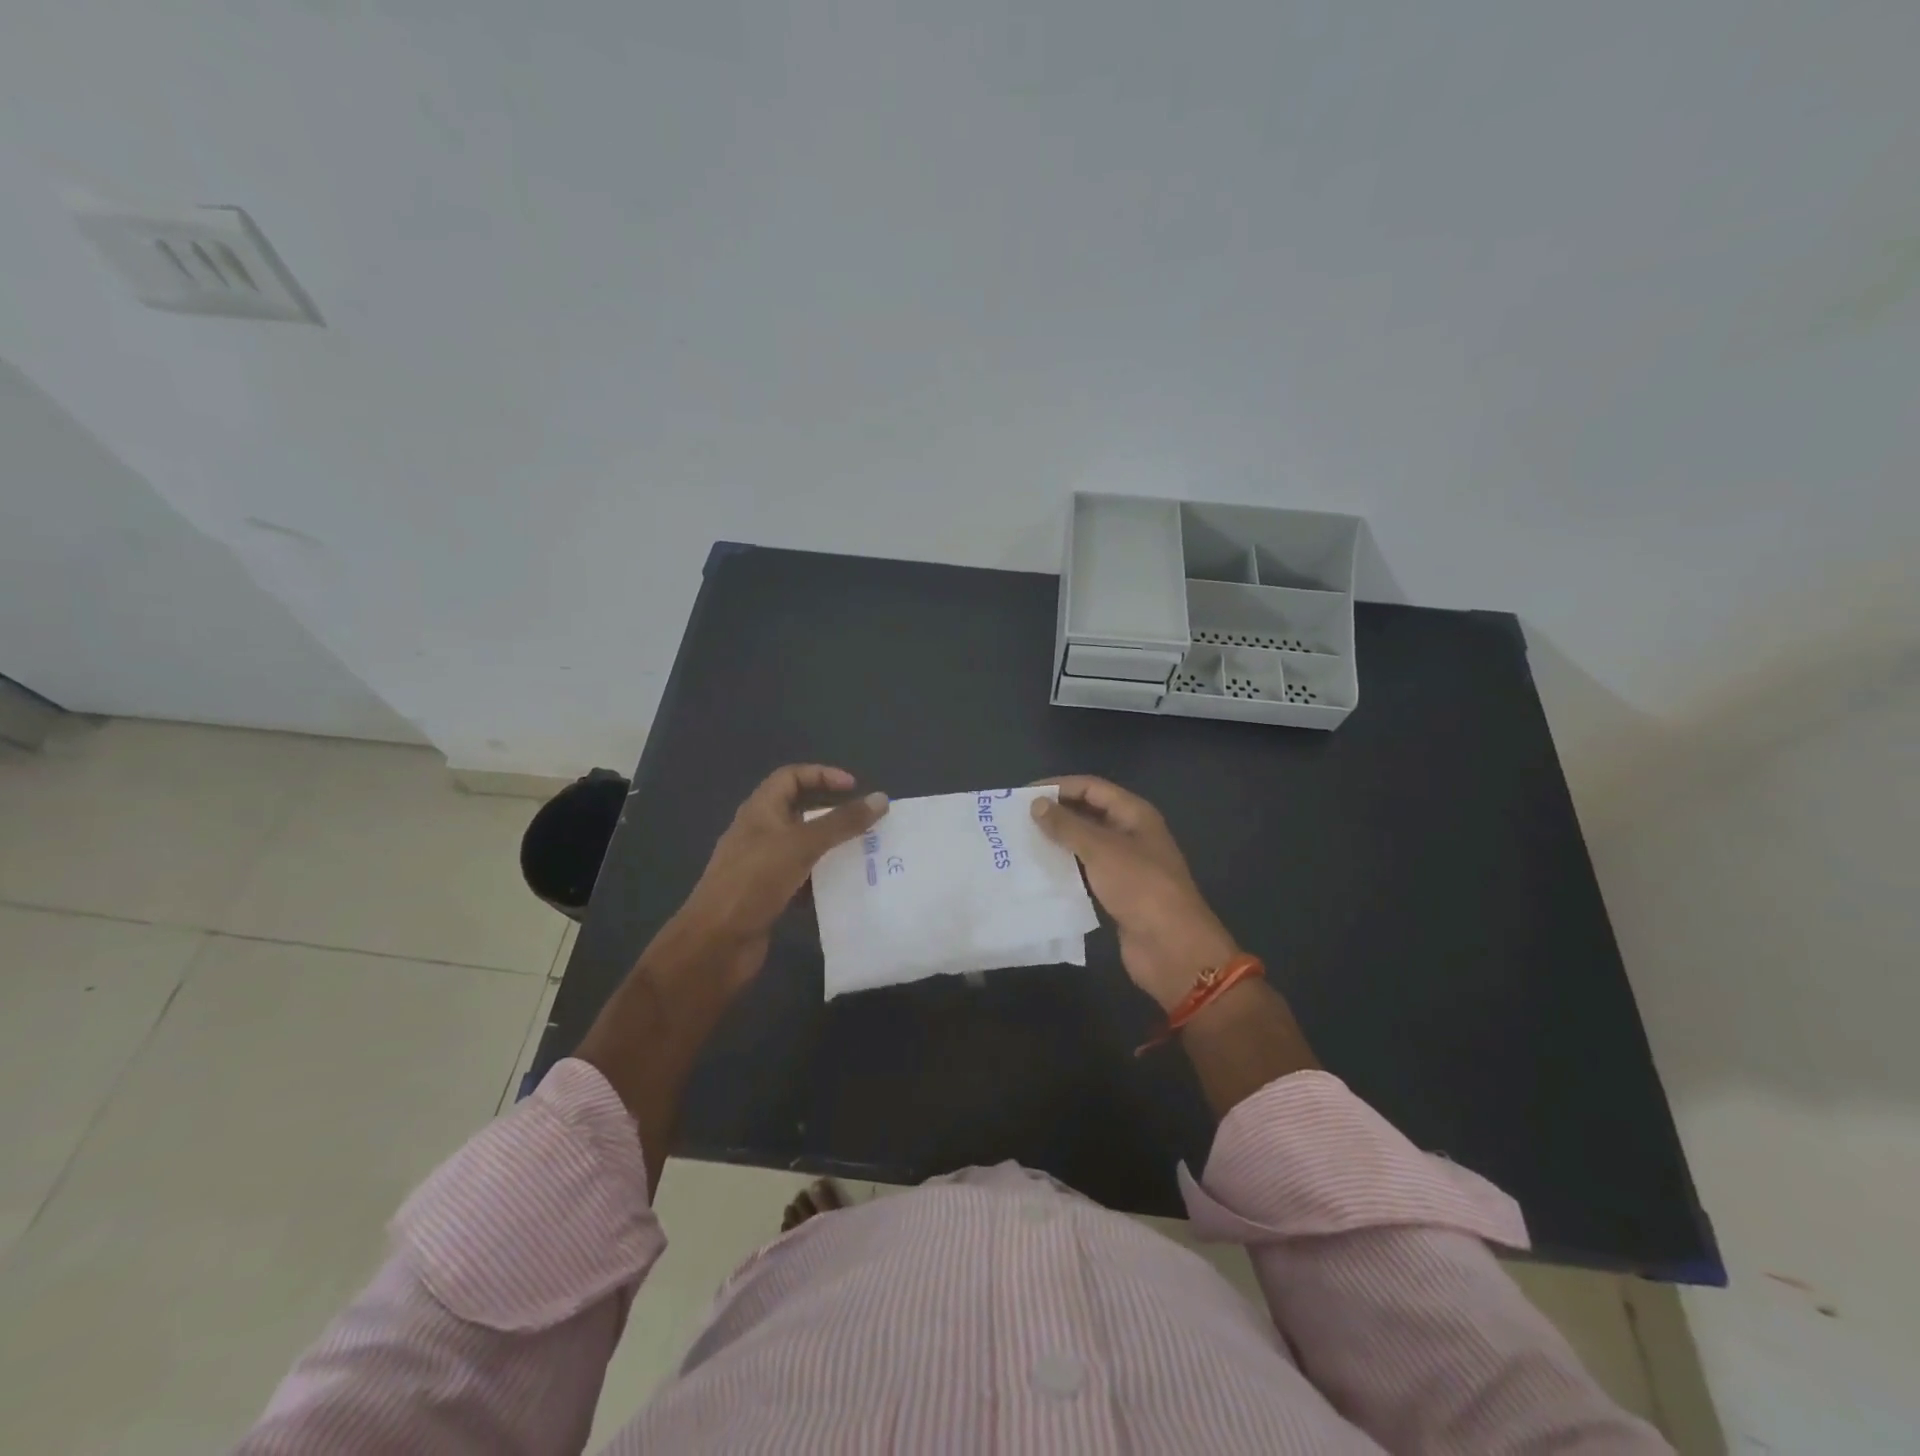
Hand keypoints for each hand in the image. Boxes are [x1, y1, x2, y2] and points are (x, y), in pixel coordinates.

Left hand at [674, 765, 888, 989]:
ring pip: (804, 847)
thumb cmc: (754, 882)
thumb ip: (842, 822)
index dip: (822, 775)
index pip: (791, 777)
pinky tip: (845, 888)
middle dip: (834, 815)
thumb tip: (881, 798)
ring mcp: (762, 866)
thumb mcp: (801, 845)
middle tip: (867, 824)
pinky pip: (802, 879)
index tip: (855, 788)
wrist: (715, 944)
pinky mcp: (768, 896)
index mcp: (760, 811)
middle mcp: (759, 833)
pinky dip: (822, 880)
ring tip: (865, 855)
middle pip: (800, 811)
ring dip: (832, 849)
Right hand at [1031, 776, 1238, 1009]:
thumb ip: (1067, 825)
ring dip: (1056, 842)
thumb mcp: (1101, 849)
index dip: (1058, 787)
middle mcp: (1130, 834)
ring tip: (1020, 844)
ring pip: (1084, 844)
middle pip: (1087, 813)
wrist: (1171, 947)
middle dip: (1055, 814)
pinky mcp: (1115, 892)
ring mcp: (1124, 865)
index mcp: (1134, 814)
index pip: (1091, 788)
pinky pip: (1084, 872)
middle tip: (1015, 820)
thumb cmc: (1140, 887)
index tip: (1022, 795)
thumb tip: (1036, 804)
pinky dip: (1063, 869)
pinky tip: (1037, 873)